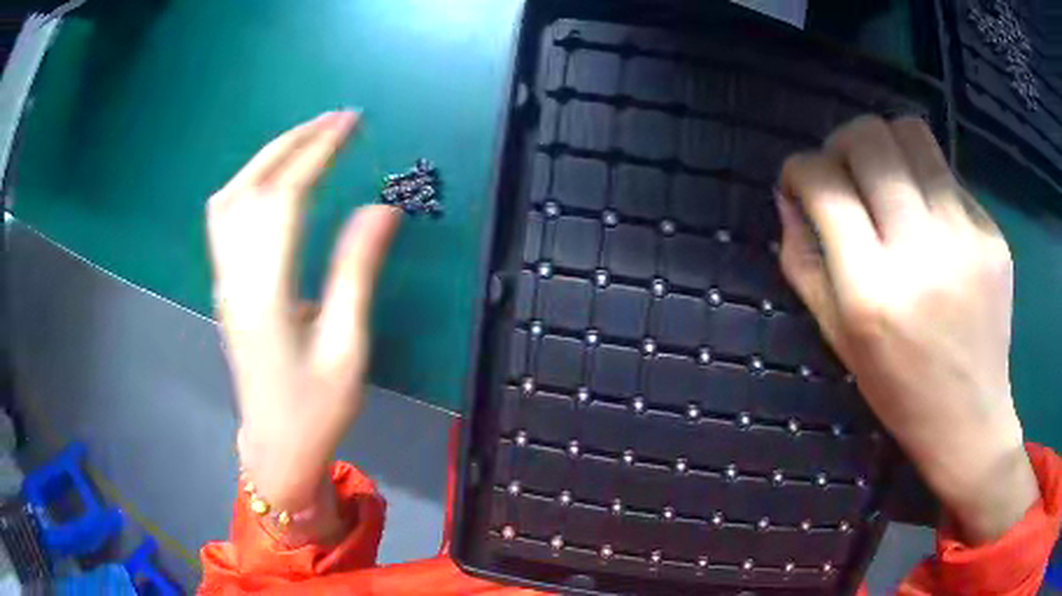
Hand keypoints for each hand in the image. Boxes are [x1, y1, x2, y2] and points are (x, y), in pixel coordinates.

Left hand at [207, 110, 400, 512]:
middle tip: (333, 119)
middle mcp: (236, 278)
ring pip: (230, 198)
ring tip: (306, 138)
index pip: (285, 199)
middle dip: (293, 142)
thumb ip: (357, 272)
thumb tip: (381, 209)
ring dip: (267, 158)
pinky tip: (273, 178)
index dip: (317, 153)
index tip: (348, 123)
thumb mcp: (347, 348)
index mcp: (267, 294)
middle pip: (251, 187)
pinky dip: (249, 182)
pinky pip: (226, 218)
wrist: (275, 446)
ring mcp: (225, 281)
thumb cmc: (316, 409)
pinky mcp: (226, 286)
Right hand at [777, 116, 1037, 542]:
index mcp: (872, 291)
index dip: (799, 170)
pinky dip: (926, 182)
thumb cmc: (897, 390)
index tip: (800, 182)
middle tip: (844, 171)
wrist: (969, 418)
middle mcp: (920, 252)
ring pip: (912, 134)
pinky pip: (947, 176)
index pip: (824, 184)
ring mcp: (964, 237)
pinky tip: (930, 220)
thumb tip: (789, 197)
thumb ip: (805, 262)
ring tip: (887, 177)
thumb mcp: (838, 338)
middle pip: (869, 139)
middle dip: (841, 142)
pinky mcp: (991, 234)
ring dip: (886, 145)